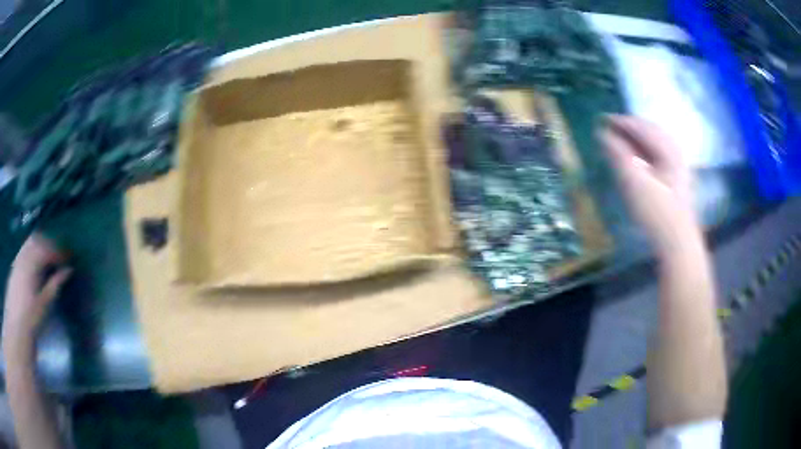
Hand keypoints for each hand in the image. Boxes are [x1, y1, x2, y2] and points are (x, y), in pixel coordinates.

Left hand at [3, 234, 70, 350]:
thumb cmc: (31, 318)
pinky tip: (35, 263)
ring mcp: (18, 258)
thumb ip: (55, 285)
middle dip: (49, 244)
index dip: (59, 252)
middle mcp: (24, 255)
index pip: (47, 249)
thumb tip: (69, 270)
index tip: (69, 258)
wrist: (16, 326)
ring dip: (40, 246)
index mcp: (32, 263)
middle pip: (37, 239)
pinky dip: (32, 250)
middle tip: (58, 256)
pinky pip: (24, 249)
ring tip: (48, 258)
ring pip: (30, 242)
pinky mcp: (15, 264)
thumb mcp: (44, 305)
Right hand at [600, 115, 698, 252]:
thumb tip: (601, 133)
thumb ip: (617, 154)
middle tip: (608, 130)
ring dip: (635, 140)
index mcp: (667, 147)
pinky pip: (658, 154)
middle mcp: (674, 150)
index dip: (619, 122)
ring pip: (653, 142)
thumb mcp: (633, 182)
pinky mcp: (677, 177)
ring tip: (618, 143)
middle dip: (628, 128)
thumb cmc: (656, 212)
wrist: (678, 243)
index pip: (639, 125)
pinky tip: (635, 159)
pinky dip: (643, 151)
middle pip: (648, 130)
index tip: (599, 120)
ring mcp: (678, 163)